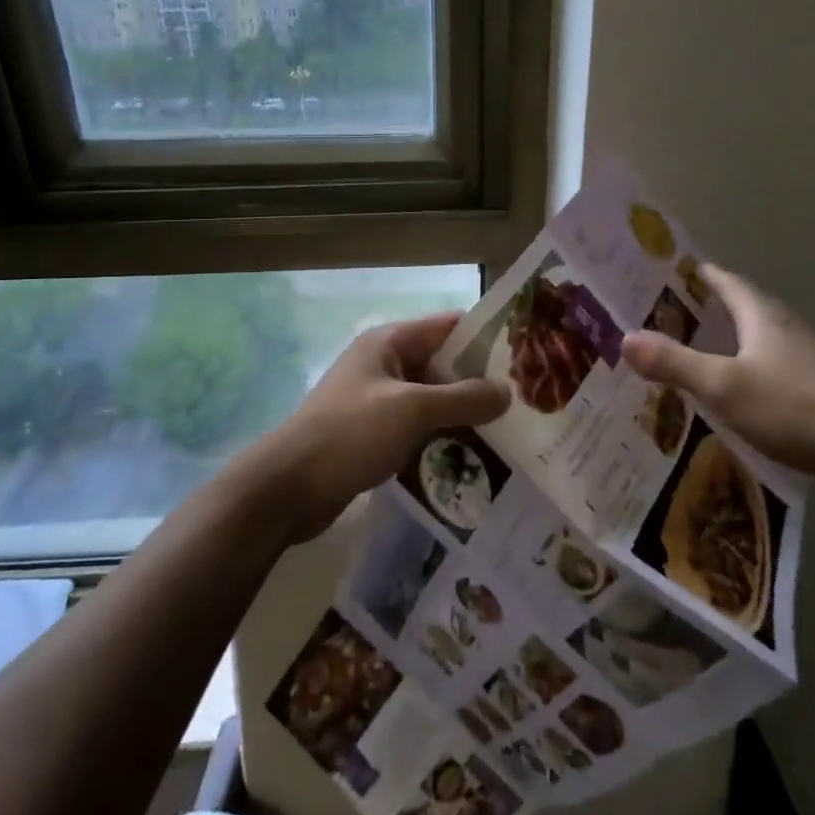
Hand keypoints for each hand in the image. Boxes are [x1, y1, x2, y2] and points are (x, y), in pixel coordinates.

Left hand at [247, 312, 509, 543]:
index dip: (486, 338)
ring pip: (432, 400)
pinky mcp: (373, 434)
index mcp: (389, 342)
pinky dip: (441, 438)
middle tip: (525, 405)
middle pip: (443, 365)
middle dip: (480, 383)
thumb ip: (463, 399)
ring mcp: (377, 401)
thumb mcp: (412, 410)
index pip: (448, 326)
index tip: (526, 358)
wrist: (288, 488)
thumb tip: (507, 392)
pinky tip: (472, 459)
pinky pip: (417, 428)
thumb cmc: (350, 433)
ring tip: (509, 435)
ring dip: (463, 415)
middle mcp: (384, 364)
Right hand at [620, 264, 814, 493]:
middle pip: (745, 306)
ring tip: (698, 345)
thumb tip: (624, 338)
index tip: (675, 269)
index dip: (702, 274)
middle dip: (712, 305)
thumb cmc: (792, 406)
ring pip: (759, 336)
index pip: (728, 282)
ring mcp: (804, 359)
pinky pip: (770, 364)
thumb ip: (675, 363)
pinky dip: (746, 365)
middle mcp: (785, 329)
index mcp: (763, 316)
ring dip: (730, 336)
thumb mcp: (723, 385)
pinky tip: (734, 386)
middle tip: (674, 310)